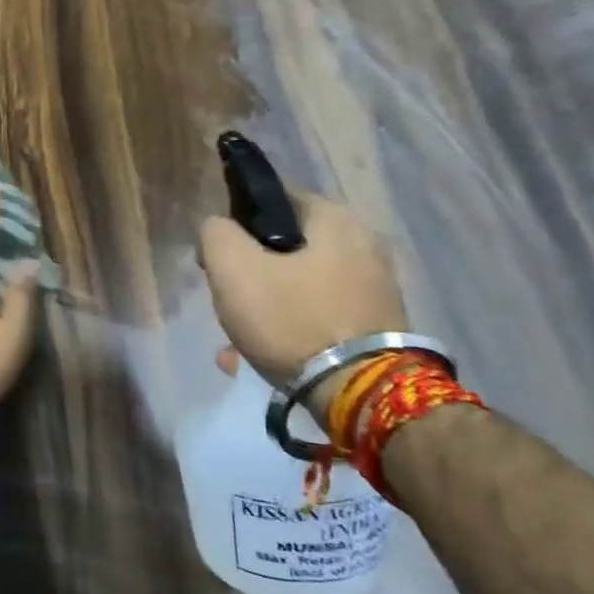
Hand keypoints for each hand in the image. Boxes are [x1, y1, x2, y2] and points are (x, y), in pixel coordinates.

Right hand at [197, 193, 406, 414]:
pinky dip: (290, 332)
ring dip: (265, 310)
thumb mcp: (232, 267)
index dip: (238, 226)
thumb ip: (216, 234)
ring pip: (298, 289)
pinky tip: (261, 359)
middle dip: (250, 276)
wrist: (360, 392)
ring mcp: (375, 289)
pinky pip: (318, 318)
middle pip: (285, 250)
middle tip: (228, 303)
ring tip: (235, 345)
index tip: (220, 260)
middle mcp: (364, 246)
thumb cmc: (291, 318)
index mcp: (335, 220)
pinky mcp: (377, 327)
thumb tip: (219, 229)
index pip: (276, 201)